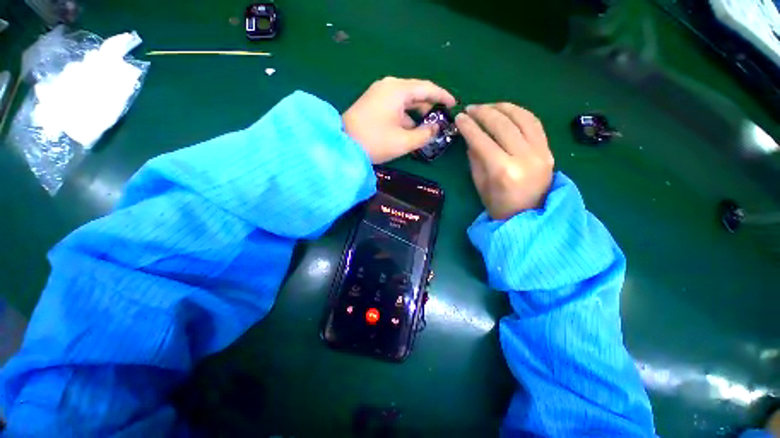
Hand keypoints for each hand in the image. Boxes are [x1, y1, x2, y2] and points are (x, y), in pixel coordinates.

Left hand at [343, 77, 456, 163]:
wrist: (342, 145)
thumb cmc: (375, 142)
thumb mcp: (404, 141)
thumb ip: (425, 134)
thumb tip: (436, 128)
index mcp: (398, 90)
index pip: (427, 88)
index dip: (443, 96)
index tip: (454, 104)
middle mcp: (388, 86)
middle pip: (416, 92)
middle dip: (429, 106)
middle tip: (441, 119)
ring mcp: (378, 93)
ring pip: (405, 101)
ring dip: (416, 114)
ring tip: (427, 128)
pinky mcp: (372, 103)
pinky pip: (394, 106)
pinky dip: (404, 116)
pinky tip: (409, 129)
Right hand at [455, 103, 553, 219]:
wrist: (529, 215)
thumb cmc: (498, 205)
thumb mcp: (480, 184)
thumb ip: (475, 158)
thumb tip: (470, 137)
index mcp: (502, 171)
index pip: (482, 141)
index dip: (468, 127)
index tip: (459, 118)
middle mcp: (524, 157)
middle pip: (502, 125)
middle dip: (483, 113)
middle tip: (470, 109)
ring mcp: (540, 152)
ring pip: (522, 118)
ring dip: (502, 107)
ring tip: (487, 106)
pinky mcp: (549, 149)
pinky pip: (534, 123)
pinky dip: (519, 113)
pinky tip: (507, 111)